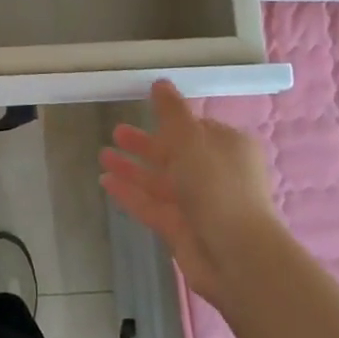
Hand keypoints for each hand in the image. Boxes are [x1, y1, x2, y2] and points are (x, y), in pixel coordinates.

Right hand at [100, 79, 274, 307]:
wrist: (236, 255)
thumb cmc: (217, 184)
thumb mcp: (191, 137)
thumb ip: (171, 111)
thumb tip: (161, 82)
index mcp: (228, 147)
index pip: (197, 129)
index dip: (171, 121)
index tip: (145, 111)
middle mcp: (216, 173)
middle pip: (175, 154)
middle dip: (145, 144)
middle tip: (116, 132)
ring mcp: (198, 203)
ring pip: (160, 180)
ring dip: (133, 168)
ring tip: (102, 155)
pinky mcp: (181, 229)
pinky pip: (151, 205)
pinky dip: (130, 193)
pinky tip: (105, 182)